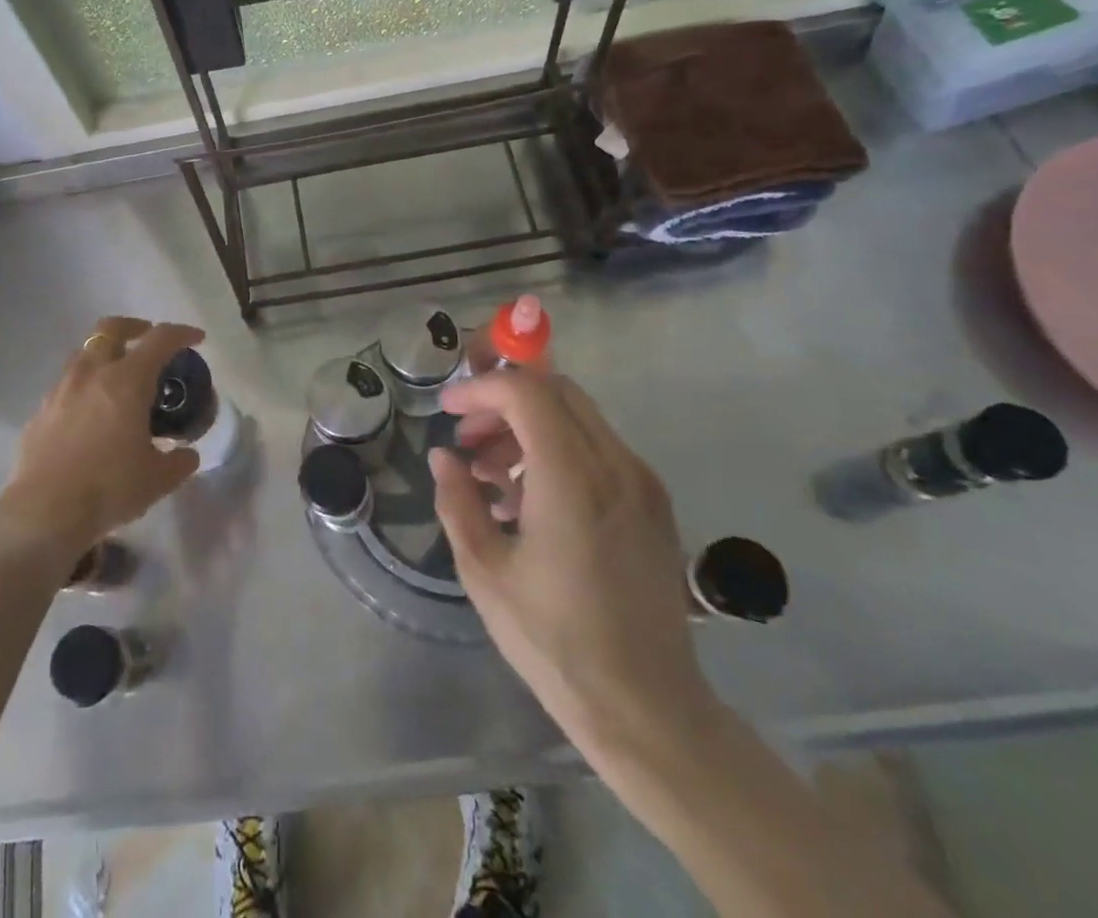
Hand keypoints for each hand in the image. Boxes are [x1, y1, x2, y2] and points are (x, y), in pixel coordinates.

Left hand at [0, 317, 203, 559]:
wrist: (44, 512)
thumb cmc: (109, 487)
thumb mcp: (158, 478)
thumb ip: (178, 461)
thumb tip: (187, 454)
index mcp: (127, 380)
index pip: (160, 340)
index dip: (181, 334)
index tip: (196, 339)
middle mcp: (92, 373)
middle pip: (111, 328)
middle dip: (134, 327)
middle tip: (148, 340)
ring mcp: (61, 389)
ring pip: (84, 353)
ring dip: (105, 355)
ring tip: (119, 379)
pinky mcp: (40, 411)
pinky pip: (66, 384)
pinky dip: (84, 386)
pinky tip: (91, 413)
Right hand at [430, 370, 720, 759]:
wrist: (647, 709)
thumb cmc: (555, 641)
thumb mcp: (485, 571)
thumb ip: (458, 502)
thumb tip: (444, 457)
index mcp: (572, 479)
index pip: (526, 392)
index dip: (480, 389)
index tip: (447, 409)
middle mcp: (616, 466)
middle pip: (556, 391)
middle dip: (503, 400)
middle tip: (468, 438)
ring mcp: (642, 484)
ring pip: (578, 417)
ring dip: (529, 425)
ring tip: (491, 473)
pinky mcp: (653, 505)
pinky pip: (599, 449)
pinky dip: (557, 450)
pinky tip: (529, 498)